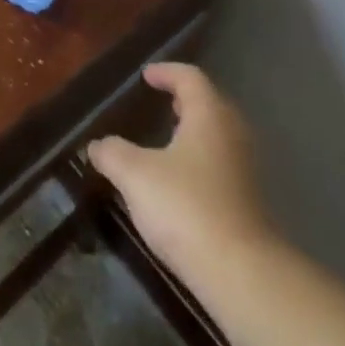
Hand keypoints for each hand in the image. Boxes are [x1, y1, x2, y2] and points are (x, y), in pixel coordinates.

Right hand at [88, 62, 274, 276]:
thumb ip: (113, 154)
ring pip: (218, 135)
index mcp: (209, 115)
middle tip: (160, 101)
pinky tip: (181, 180)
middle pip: (210, 103)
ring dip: (194, 131)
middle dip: (184, 99)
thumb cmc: (186, 207)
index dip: (167, 72)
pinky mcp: (249, 201)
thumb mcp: (135, 176)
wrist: (241, 274)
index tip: (146, 75)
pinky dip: (201, 159)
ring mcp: (245, 169)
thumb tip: (96, 145)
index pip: (190, 77)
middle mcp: (232, 134)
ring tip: (167, 139)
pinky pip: (222, 163)